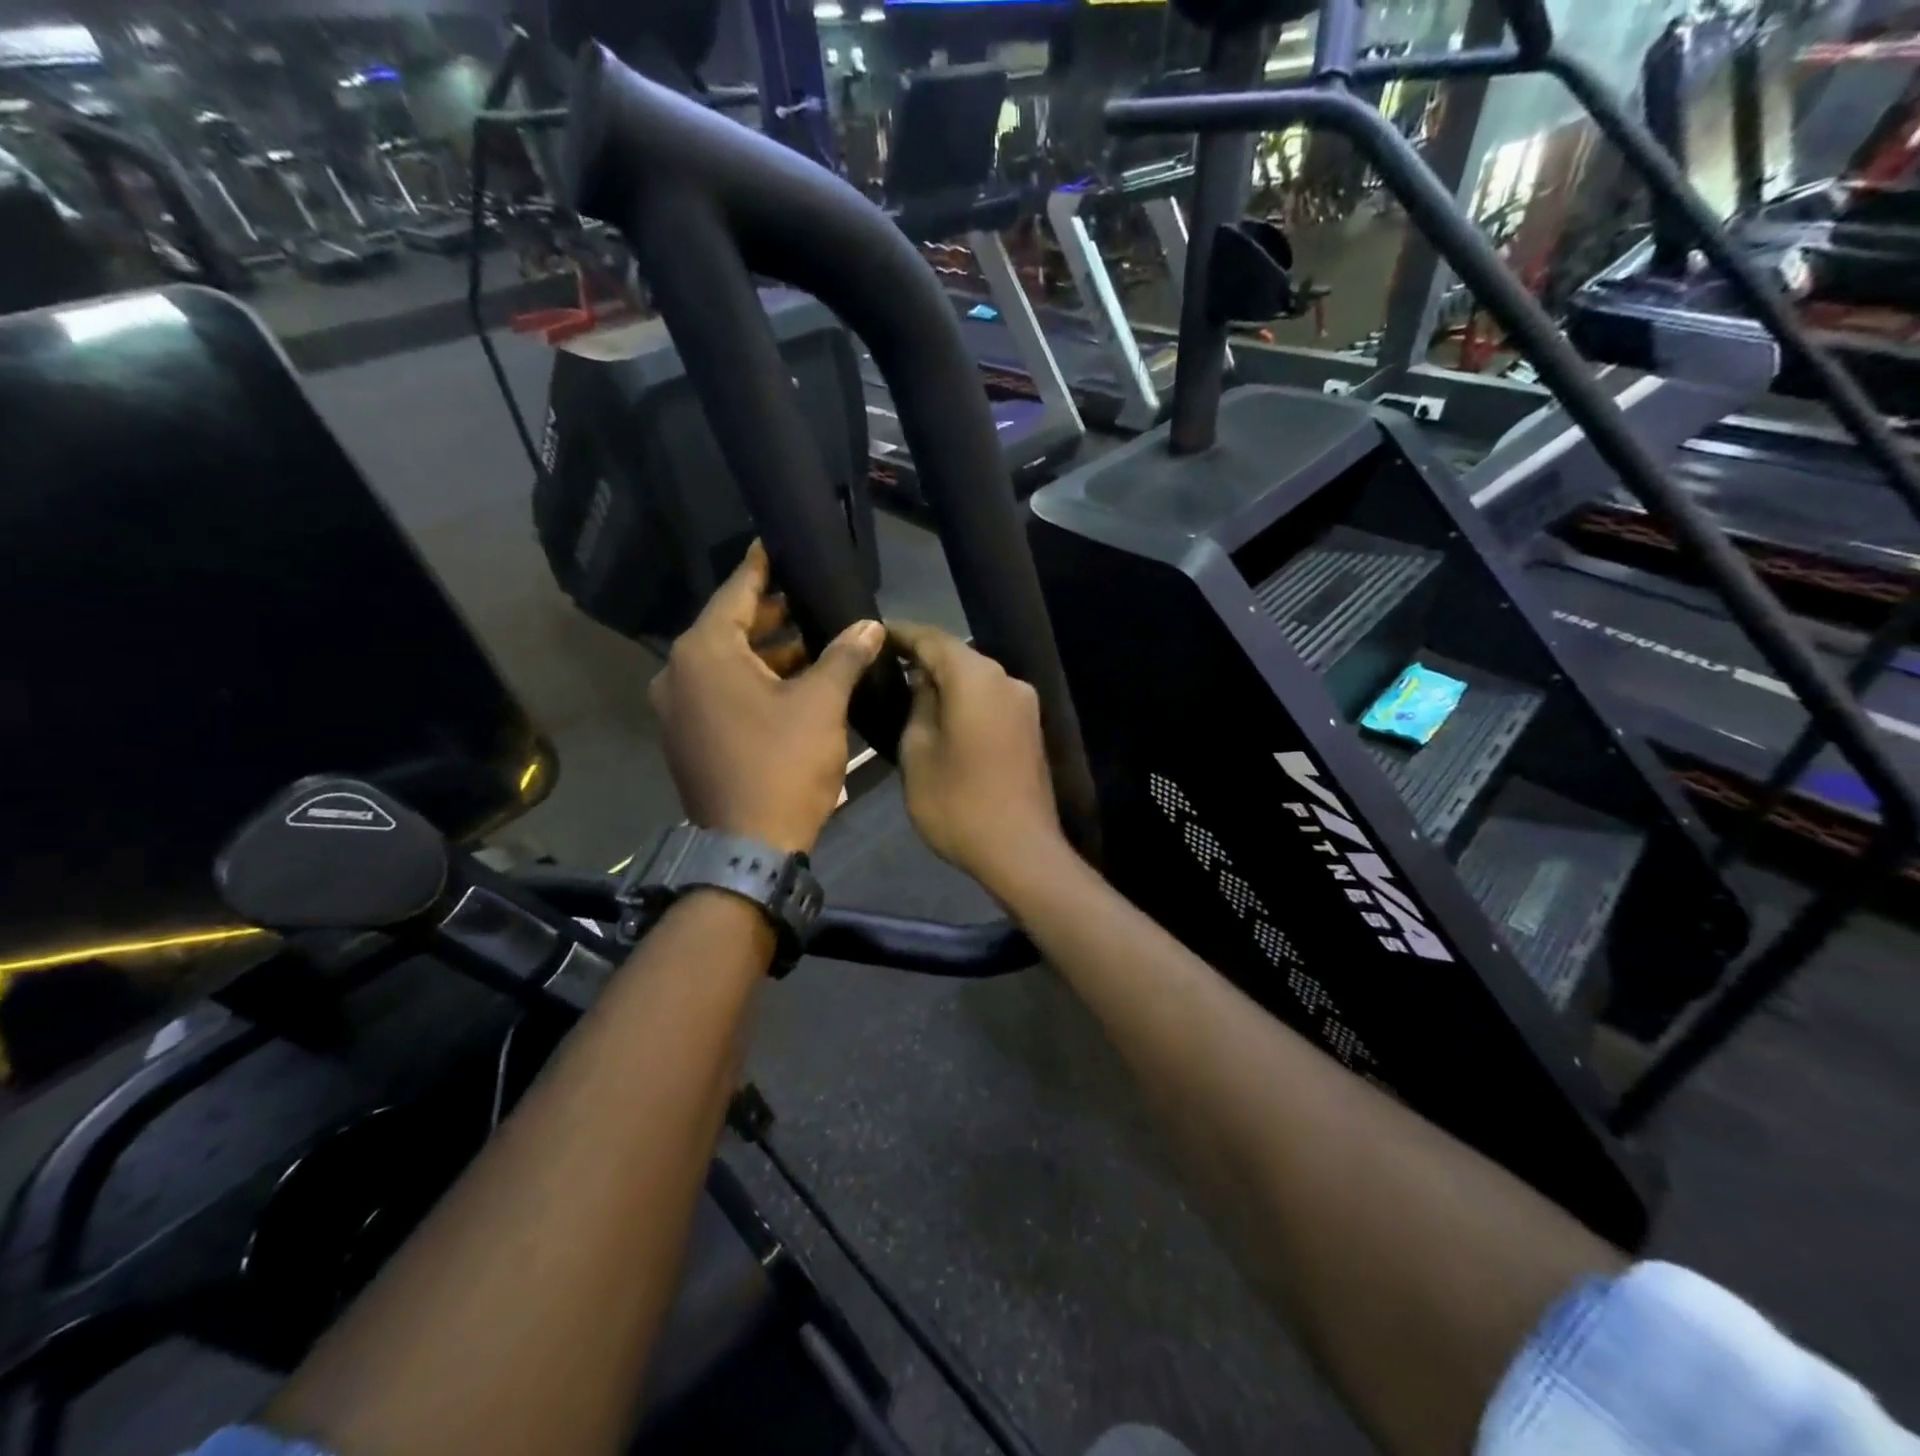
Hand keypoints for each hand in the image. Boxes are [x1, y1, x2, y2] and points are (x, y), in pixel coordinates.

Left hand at [652, 542, 884, 853]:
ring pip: (726, 663)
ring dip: (766, 651)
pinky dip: (752, 681)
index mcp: (704, 652)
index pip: (736, 591)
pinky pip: (720, 692)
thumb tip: (868, 626)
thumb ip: (844, 655)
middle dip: (771, 613)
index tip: (775, 543)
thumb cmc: (783, 764)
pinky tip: (792, 681)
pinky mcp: (688, 736)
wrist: (748, 846)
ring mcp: (677, 708)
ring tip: (812, 639)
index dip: (761, 566)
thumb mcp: (822, 703)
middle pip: (729, 627)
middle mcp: (679, 672)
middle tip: (809, 596)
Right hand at [888, 622, 1062, 891]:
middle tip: (886, 664)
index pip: (932, 639)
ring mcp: (1024, 704)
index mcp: (977, 678)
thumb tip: (923, 681)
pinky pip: (990, 700)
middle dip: (922, 657)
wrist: (1020, 851)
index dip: (901, 634)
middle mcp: (1007, 680)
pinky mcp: (1030, 728)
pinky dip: (965, 700)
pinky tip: (942, 714)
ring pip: (976, 679)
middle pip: (958, 655)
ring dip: (945, 681)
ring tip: (908, 689)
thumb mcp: (917, 752)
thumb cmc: (957, 802)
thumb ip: (918, 705)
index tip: (875, 634)